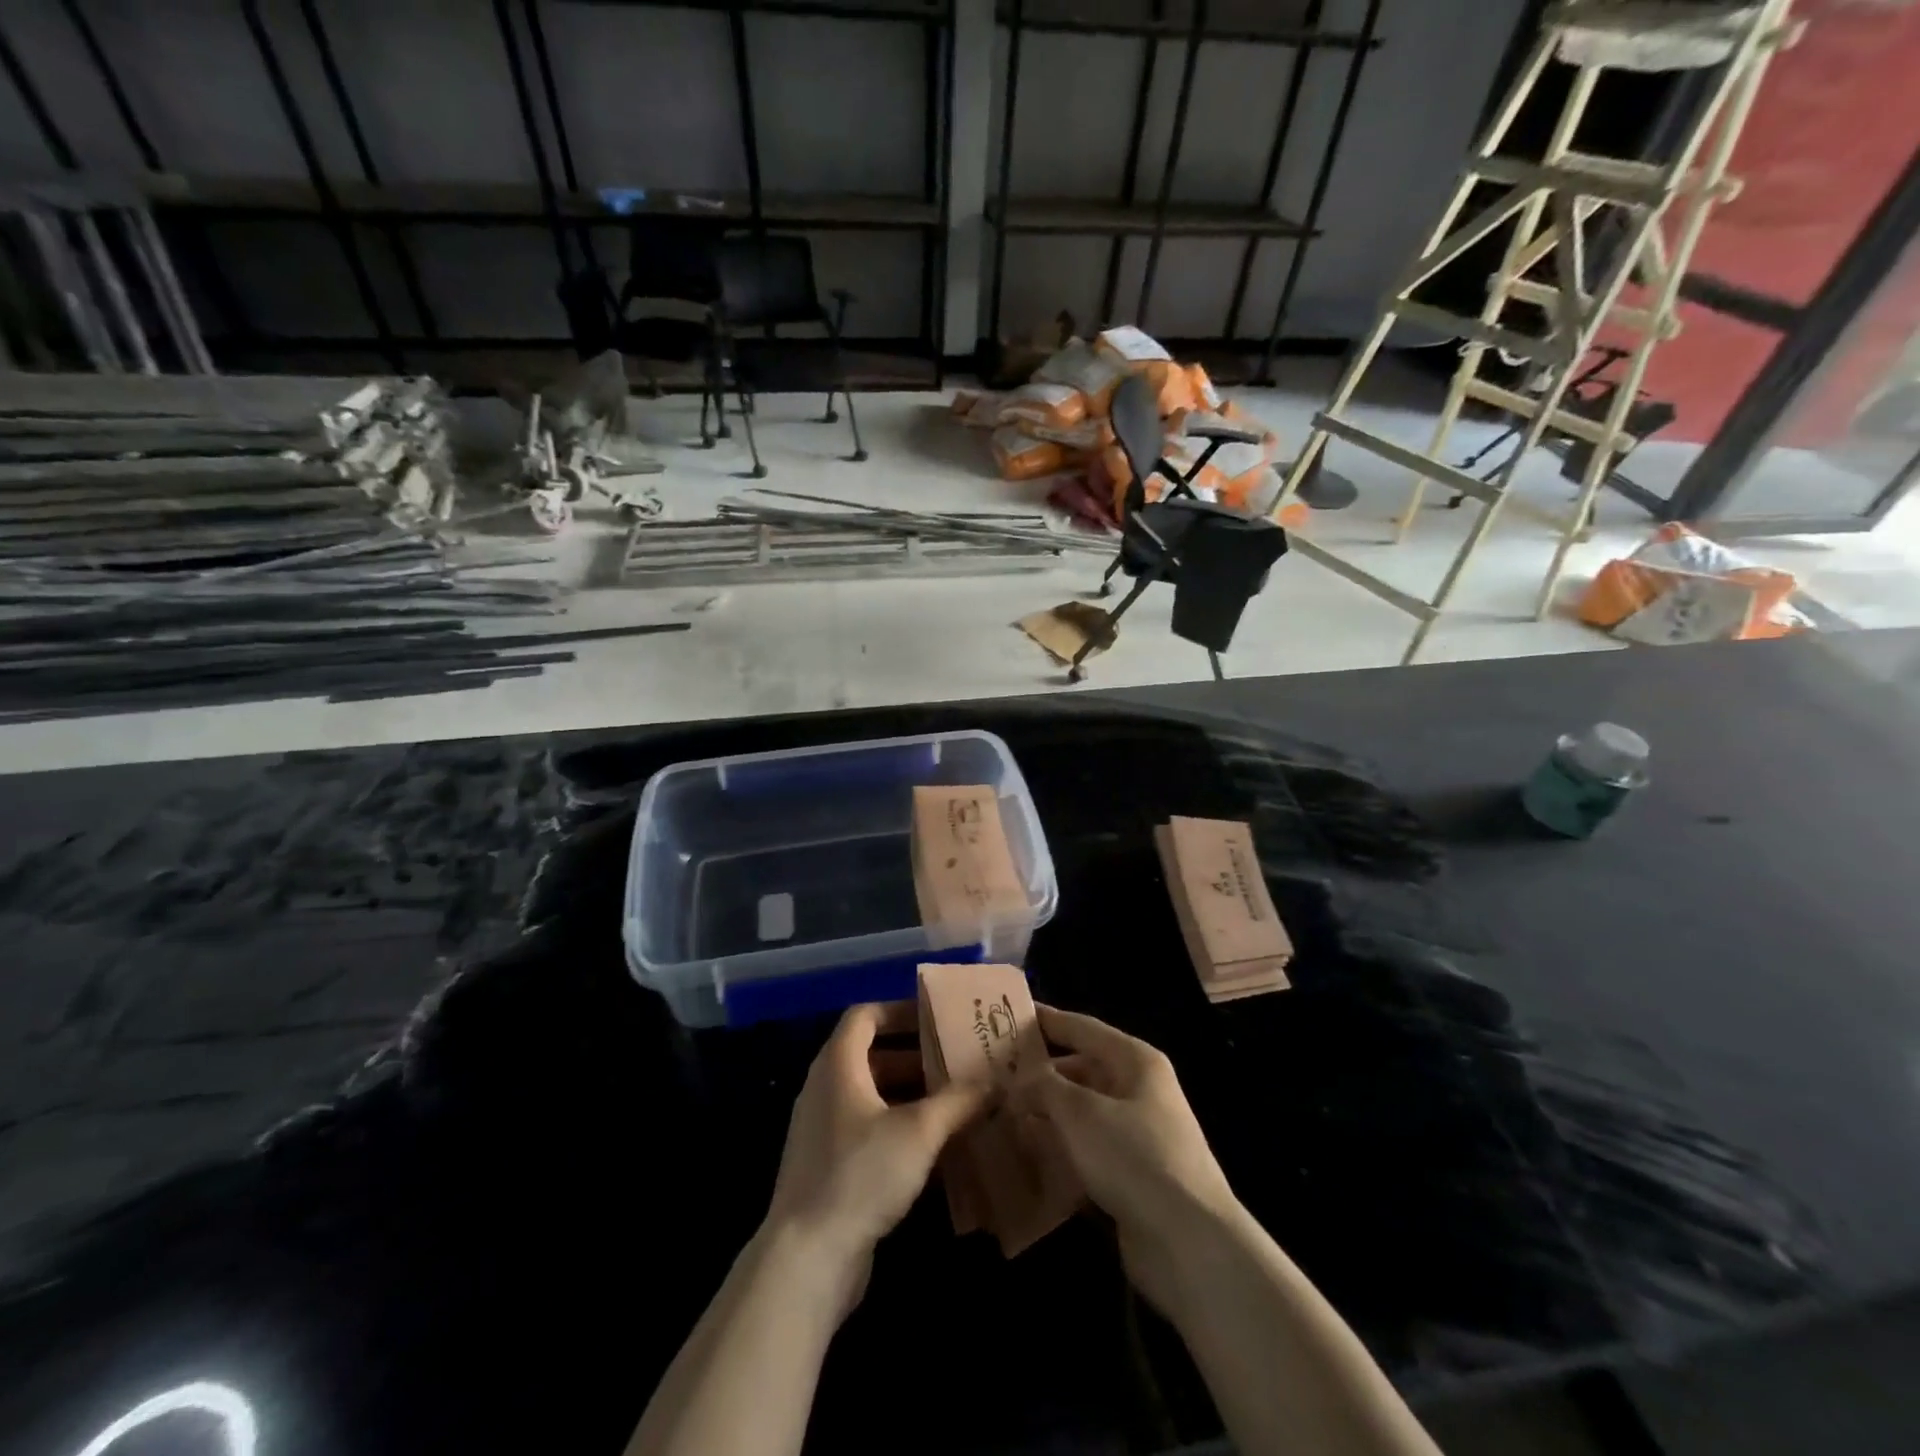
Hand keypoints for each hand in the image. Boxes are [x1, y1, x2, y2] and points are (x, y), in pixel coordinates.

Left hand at [763, 1002, 986, 1316]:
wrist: (807, 1259)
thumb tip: (995, 1082)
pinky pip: (868, 1131)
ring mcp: (824, 1130)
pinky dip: (900, 1129)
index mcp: (838, 1065)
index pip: (865, 1016)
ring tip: (957, 1102)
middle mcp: (826, 1088)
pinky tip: (937, 1149)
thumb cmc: (861, 1174)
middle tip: (958, 1061)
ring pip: (873, 1096)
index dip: (900, 1011)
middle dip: (916, 1056)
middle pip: (872, 1056)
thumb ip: (958, 1101)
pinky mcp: (830, 1167)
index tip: (936, 1018)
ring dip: (912, 1096)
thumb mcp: (919, 1131)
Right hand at [1010, 1005, 1242, 1314]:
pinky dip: (1060, 1150)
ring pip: (1081, 1112)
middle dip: (1039, 1075)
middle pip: (1081, 1070)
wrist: (1189, 1244)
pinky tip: (1027, 1158)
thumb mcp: (1080, 1112)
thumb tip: (1020, 1080)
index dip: (1046, 1020)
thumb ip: (1044, 1086)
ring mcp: (1138, 1134)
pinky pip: (1087, 1149)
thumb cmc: (1133, 1157)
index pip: (1082, 1027)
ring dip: (1046, 1115)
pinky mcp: (1132, 1175)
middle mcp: (1139, 1090)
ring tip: (1001, 1116)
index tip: (1007, 1015)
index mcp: (1135, 1061)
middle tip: (994, 1076)